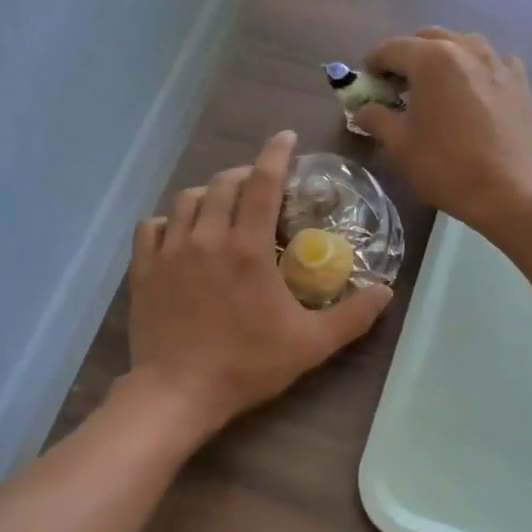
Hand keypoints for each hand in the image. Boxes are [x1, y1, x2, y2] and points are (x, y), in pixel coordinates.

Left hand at [124, 131, 392, 439]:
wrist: (178, 392)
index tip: (286, 138)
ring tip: (221, 208)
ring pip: (187, 200)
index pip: (262, 183)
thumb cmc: (247, 365)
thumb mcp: (311, 344)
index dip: (275, 154)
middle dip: (244, 175)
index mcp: (248, 248)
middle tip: (259, 186)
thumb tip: (387, 291)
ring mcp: (170, 252)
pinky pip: (152, 227)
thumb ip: (353, 316)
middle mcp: (207, 238)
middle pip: (223, 184)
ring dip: (208, 195)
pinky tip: (179, 233)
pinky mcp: (144, 270)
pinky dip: (169, 221)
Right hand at [353, 27, 531, 233]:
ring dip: (443, 58)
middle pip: (428, 39)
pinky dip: (476, 70)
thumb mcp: (401, 146)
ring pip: (463, 45)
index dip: (373, 63)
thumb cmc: (446, 167)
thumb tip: (363, 111)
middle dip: (408, 56)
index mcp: (431, 59)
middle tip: (399, 86)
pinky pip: (492, 62)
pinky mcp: (520, 81)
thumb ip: (377, 119)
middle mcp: (466, 48)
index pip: (392, 48)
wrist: (510, 191)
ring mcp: (498, 62)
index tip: (366, 81)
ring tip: (437, 87)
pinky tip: (473, 94)